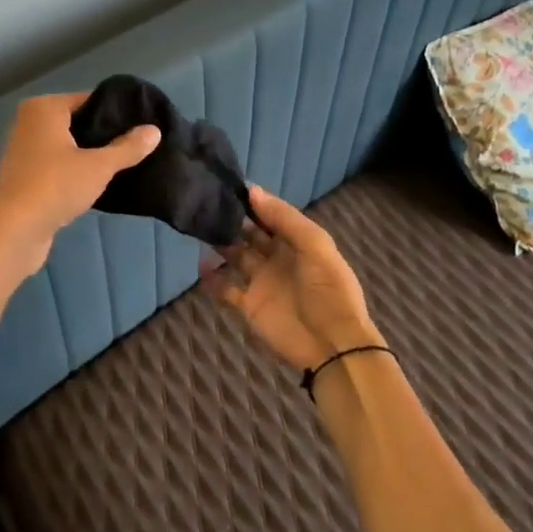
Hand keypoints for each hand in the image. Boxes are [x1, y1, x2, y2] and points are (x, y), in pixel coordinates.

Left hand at [0, 92, 161, 277]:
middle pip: (76, 123)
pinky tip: (95, 185)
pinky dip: (72, 172)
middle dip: (102, 136)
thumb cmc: (55, 186)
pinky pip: (55, 166)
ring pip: (65, 146)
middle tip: (135, 148)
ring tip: (120, 166)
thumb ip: (127, 148)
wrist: (12, 231)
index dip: (114, 114)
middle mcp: (28, 123)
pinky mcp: (21, 177)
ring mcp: (22, 150)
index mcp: (43, 108)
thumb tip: (154, 130)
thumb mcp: (98, 166)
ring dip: (88, 156)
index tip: (140, 128)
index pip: (88, 101)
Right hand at [200, 185, 380, 372]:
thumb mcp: (315, 246)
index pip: (271, 216)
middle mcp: (277, 258)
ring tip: (200, 228)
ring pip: (235, 256)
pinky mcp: (248, 305)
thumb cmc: (328, 290)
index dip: (253, 202)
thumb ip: (284, 218)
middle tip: (208, 204)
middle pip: (250, 234)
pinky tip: (200, 264)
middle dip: (233, 220)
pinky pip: (225, 288)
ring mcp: (261, 282)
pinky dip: (212, 278)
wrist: (332, 345)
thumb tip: (252, 190)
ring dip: (220, 243)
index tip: (228, 186)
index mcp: (297, 242)